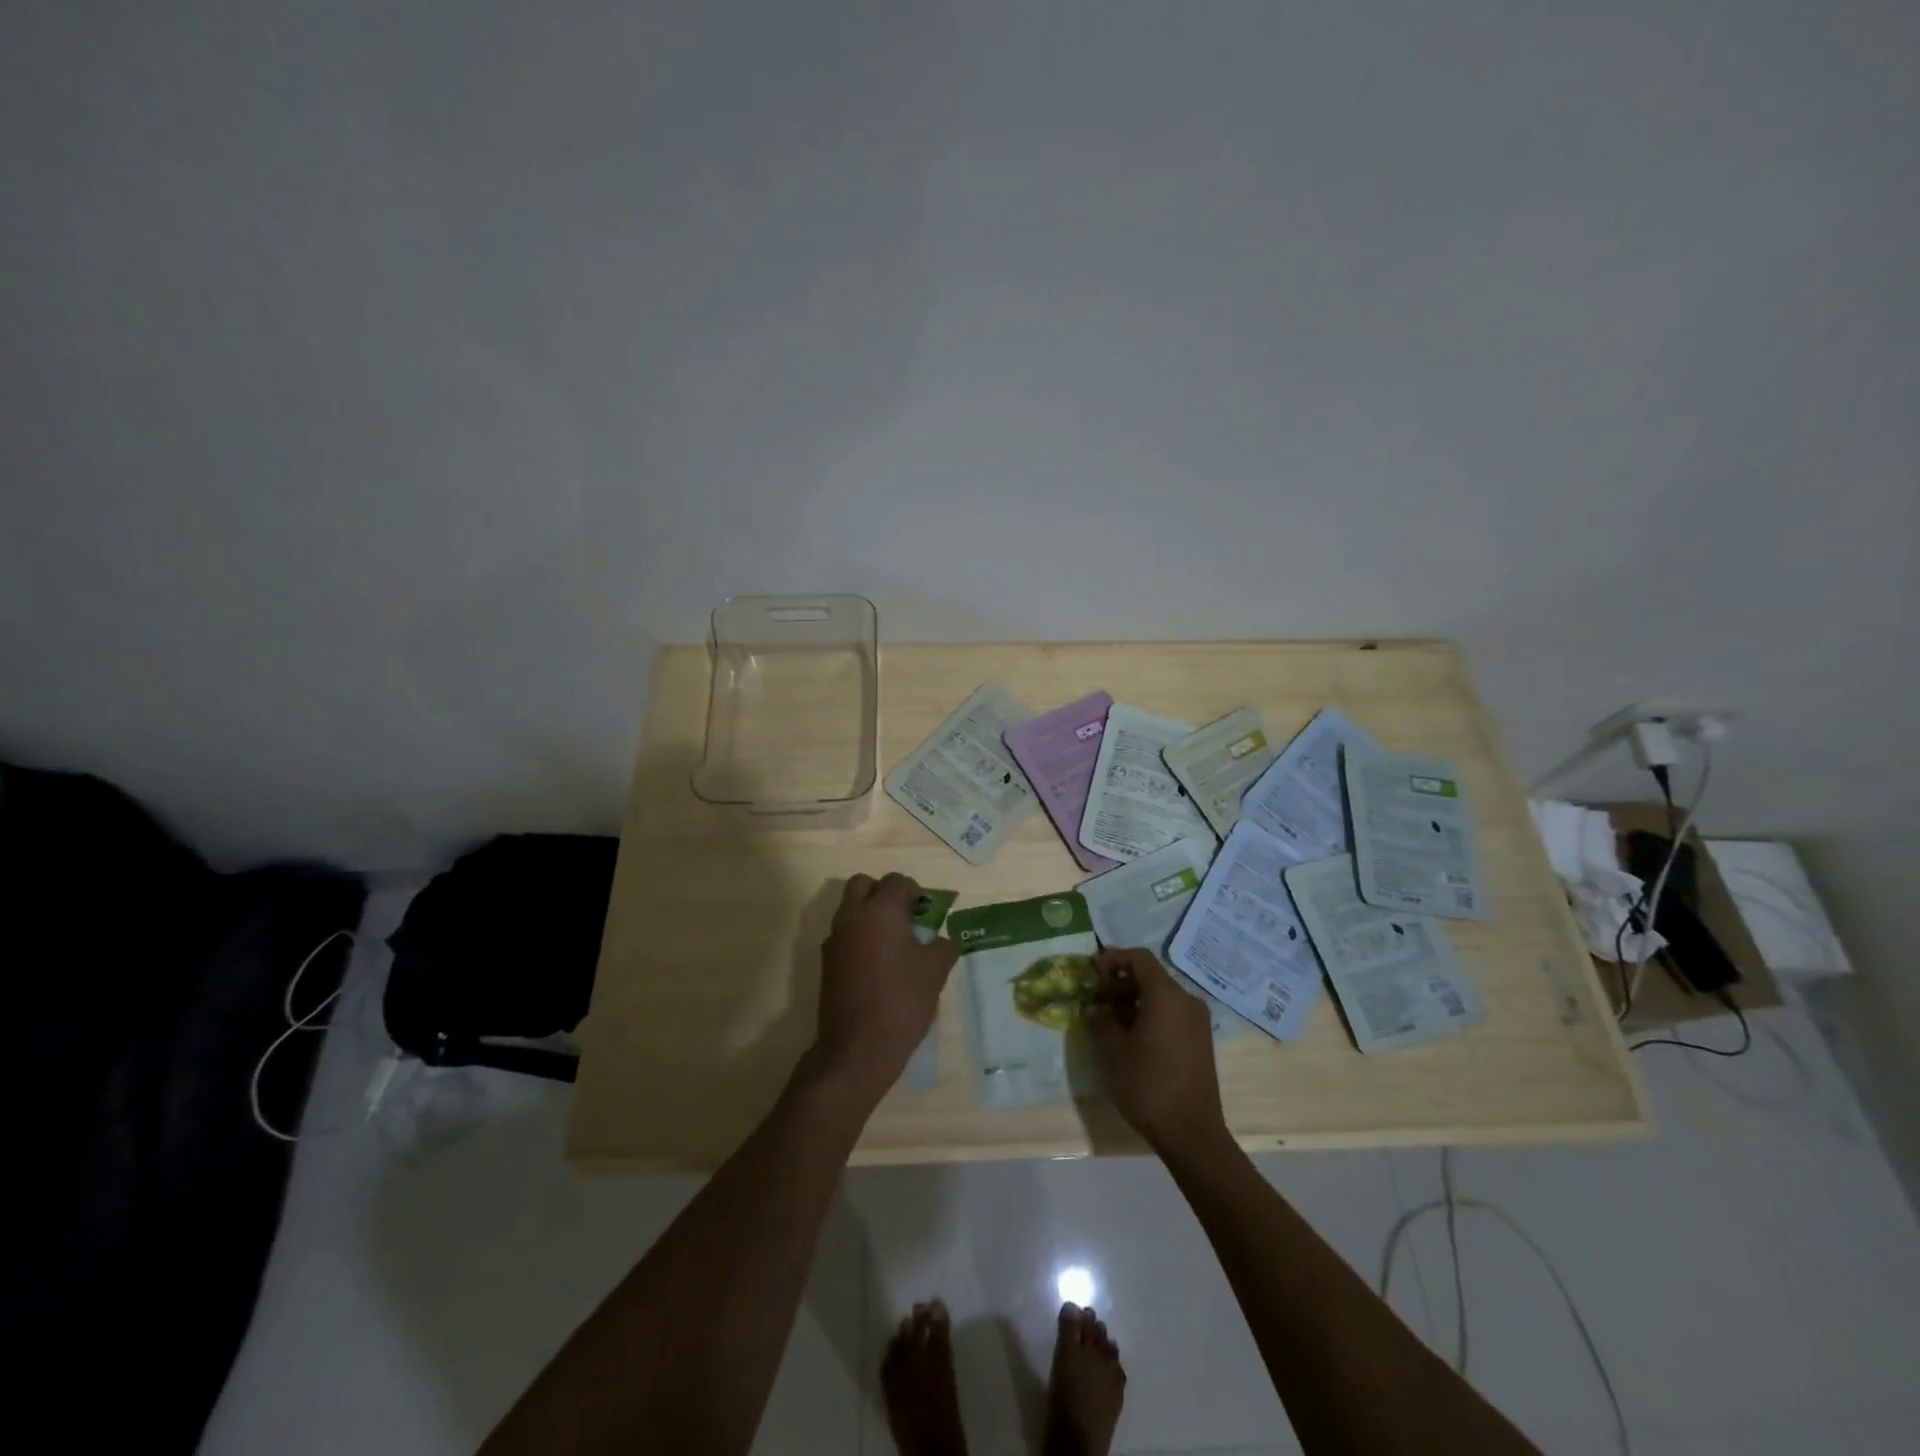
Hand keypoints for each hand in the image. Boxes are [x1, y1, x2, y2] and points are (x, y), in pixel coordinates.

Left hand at [811, 873, 958, 1102]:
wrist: (857, 1048)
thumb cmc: (902, 1001)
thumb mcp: (935, 972)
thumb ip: (942, 947)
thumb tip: (943, 940)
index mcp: (881, 911)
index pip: (897, 881)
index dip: (915, 892)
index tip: (927, 912)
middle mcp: (853, 916)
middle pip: (863, 884)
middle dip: (884, 893)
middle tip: (905, 918)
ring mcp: (835, 939)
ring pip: (850, 909)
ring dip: (870, 914)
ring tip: (894, 943)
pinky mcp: (826, 962)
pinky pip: (844, 934)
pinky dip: (859, 937)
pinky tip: (877, 965)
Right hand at [1085, 948, 1226, 1152]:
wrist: (1192, 1133)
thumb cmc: (1148, 1086)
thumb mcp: (1112, 1051)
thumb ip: (1101, 1020)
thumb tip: (1097, 1007)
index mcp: (1167, 996)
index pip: (1139, 958)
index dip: (1113, 958)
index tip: (1092, 972)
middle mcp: (1187, 1001)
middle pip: (1151, 976)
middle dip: (1121, 981)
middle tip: (1096, 996)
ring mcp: (1198, 1022)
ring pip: (1162, 996)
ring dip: (1134, 999)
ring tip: (1109, 1019)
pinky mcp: (1201, 1041)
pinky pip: (1172, 1013)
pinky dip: (1150, 1013)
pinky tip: (1132, 1036)